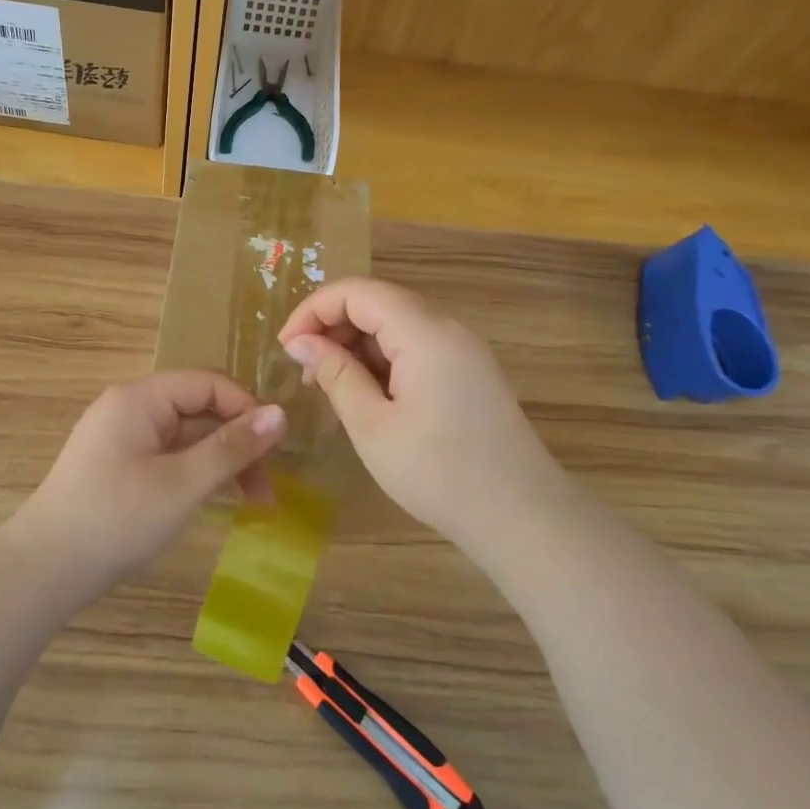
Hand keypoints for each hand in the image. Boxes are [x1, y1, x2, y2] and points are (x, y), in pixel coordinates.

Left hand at [13, 370, 286, 594]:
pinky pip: (168, 457)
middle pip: (198, 410)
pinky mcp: (118, 467)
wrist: (44, 569)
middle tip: (268, 489)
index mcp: (140, 399)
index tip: (277, 448)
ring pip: (185, 437)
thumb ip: (232, 447)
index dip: (247, 408)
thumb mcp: (183, 484)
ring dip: (220, 462)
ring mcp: (121, 438)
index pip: (208, 383)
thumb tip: (280, 414)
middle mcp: (129, 408)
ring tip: (253, 501)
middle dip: (238, 443)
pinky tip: (215, 500)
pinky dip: (196, 473)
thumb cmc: (117, 519)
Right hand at [278, 278, 565, 556]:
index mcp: (424, 334)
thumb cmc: (439, 473)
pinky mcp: (469, 372)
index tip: (286, 348)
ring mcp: (463, 350)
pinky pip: (416, 347)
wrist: (523, 516)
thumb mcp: (372, 426)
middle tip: (305, 372)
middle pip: (378, 303)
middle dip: (333, 326)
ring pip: (396, 325)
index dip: (314, 309)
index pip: (358, 292)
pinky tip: (367, 395)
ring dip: (356, 345)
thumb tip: (300, 342)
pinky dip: (382, 360)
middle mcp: (447, 329)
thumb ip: (335, 375)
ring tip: (330, 386)